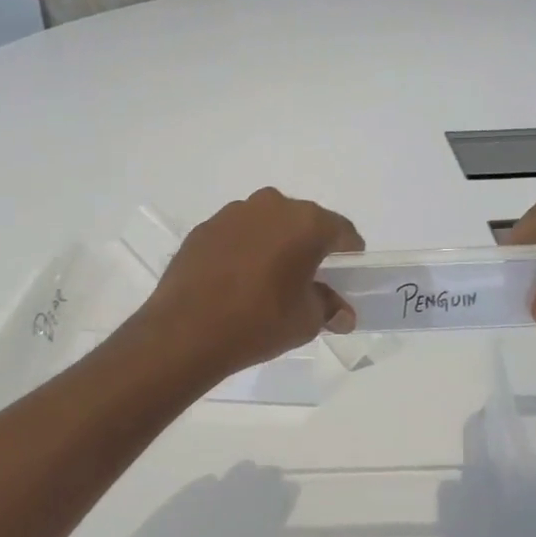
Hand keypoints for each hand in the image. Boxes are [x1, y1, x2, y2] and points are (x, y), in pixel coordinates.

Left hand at [140, 188, 363, 379]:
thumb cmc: (259, 322)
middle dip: (310, 247)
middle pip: (304, 222)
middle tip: (307, 281)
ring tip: (268, 281)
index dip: (349, 256)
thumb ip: (329, 308)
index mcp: (306, 222)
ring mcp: (233, 213)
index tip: (344, 279)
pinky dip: (244, 250)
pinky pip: (237, 234)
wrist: (185, 331)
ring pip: (268, 224)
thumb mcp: (306, 321)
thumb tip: (342, 314)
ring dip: (275, 245)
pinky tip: (236, 281)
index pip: (342, 232)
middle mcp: (271, 205)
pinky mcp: (203, 228)